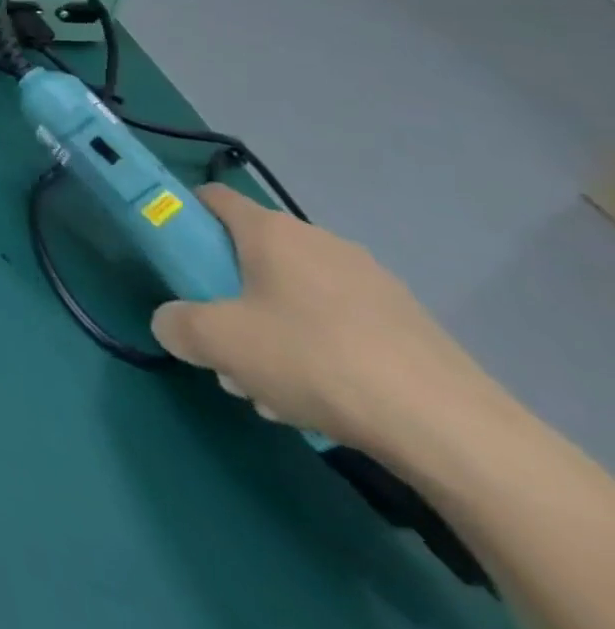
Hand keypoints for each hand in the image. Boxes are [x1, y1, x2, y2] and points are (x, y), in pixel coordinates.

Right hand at [151, 184, 486, 451]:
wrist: (454, 431)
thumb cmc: (315, 360)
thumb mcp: (219, 343)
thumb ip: (177, 324)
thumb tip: (173, 324)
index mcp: (272, 231)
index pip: (213, 197)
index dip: (184, 216)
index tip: (174, 256)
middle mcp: (320, 242)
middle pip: (252, 254)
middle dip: (229, 295)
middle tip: (223, 342)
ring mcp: (371, 283)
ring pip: (295, 294)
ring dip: (271, 329)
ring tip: (271, 388)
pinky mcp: (409, 325)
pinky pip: (339, 324)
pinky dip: (319, 351)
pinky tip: (322, 401)